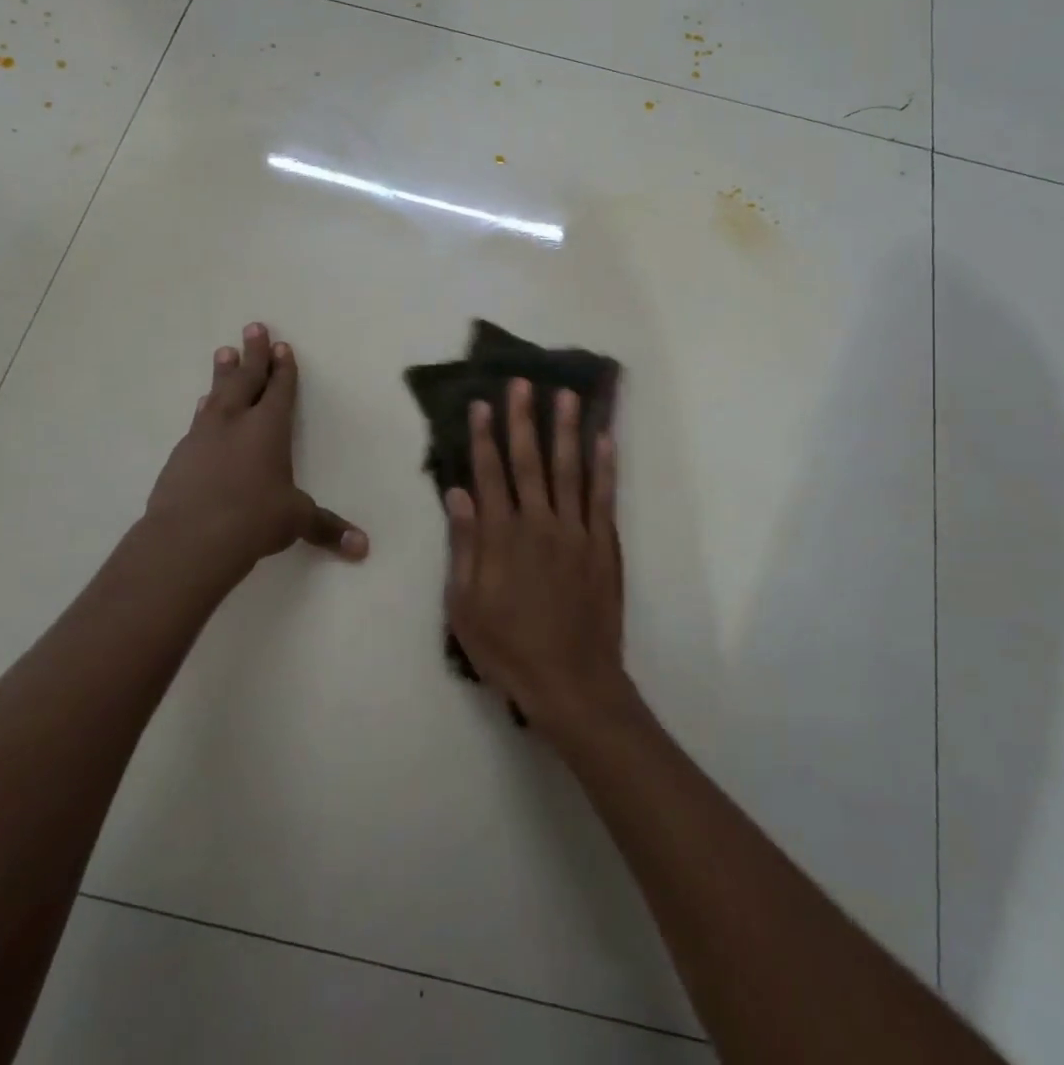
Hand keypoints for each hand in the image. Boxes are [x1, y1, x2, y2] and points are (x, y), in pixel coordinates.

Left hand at [141, 323, 366, 589]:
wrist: (188, 539)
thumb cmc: (253, 520)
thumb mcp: (296, 521)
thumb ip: (327, 528)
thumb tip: (363, 548)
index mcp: (269, 428)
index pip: (279, 390)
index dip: (283, 368)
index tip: (282, 346)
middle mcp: (236, 423)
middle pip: (246, 379)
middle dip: (253, 354)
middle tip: (253, 328)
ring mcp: (204, 436)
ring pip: (217, 395)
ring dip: (223, 374)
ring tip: (223, 353)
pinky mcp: (180, 456)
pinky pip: (198, 421)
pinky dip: (206, 409)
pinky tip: (203, 407)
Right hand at [444, 378, 630, 734]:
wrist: (571, 681)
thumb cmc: (508, 648)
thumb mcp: (465, 605)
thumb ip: (463, 546)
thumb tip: (458, 494)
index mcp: (501, 536)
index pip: (489, 474)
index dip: (484, 437)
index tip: (482, 404)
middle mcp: (538, 523)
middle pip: (529, 461)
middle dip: (523, 419)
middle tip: (523, 383)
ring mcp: (576, 531)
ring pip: (570, 469)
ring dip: (566, 430)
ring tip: (566, 395)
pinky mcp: (604, 545)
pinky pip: (604, 497)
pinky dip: (605, 466)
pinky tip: (605, 439)